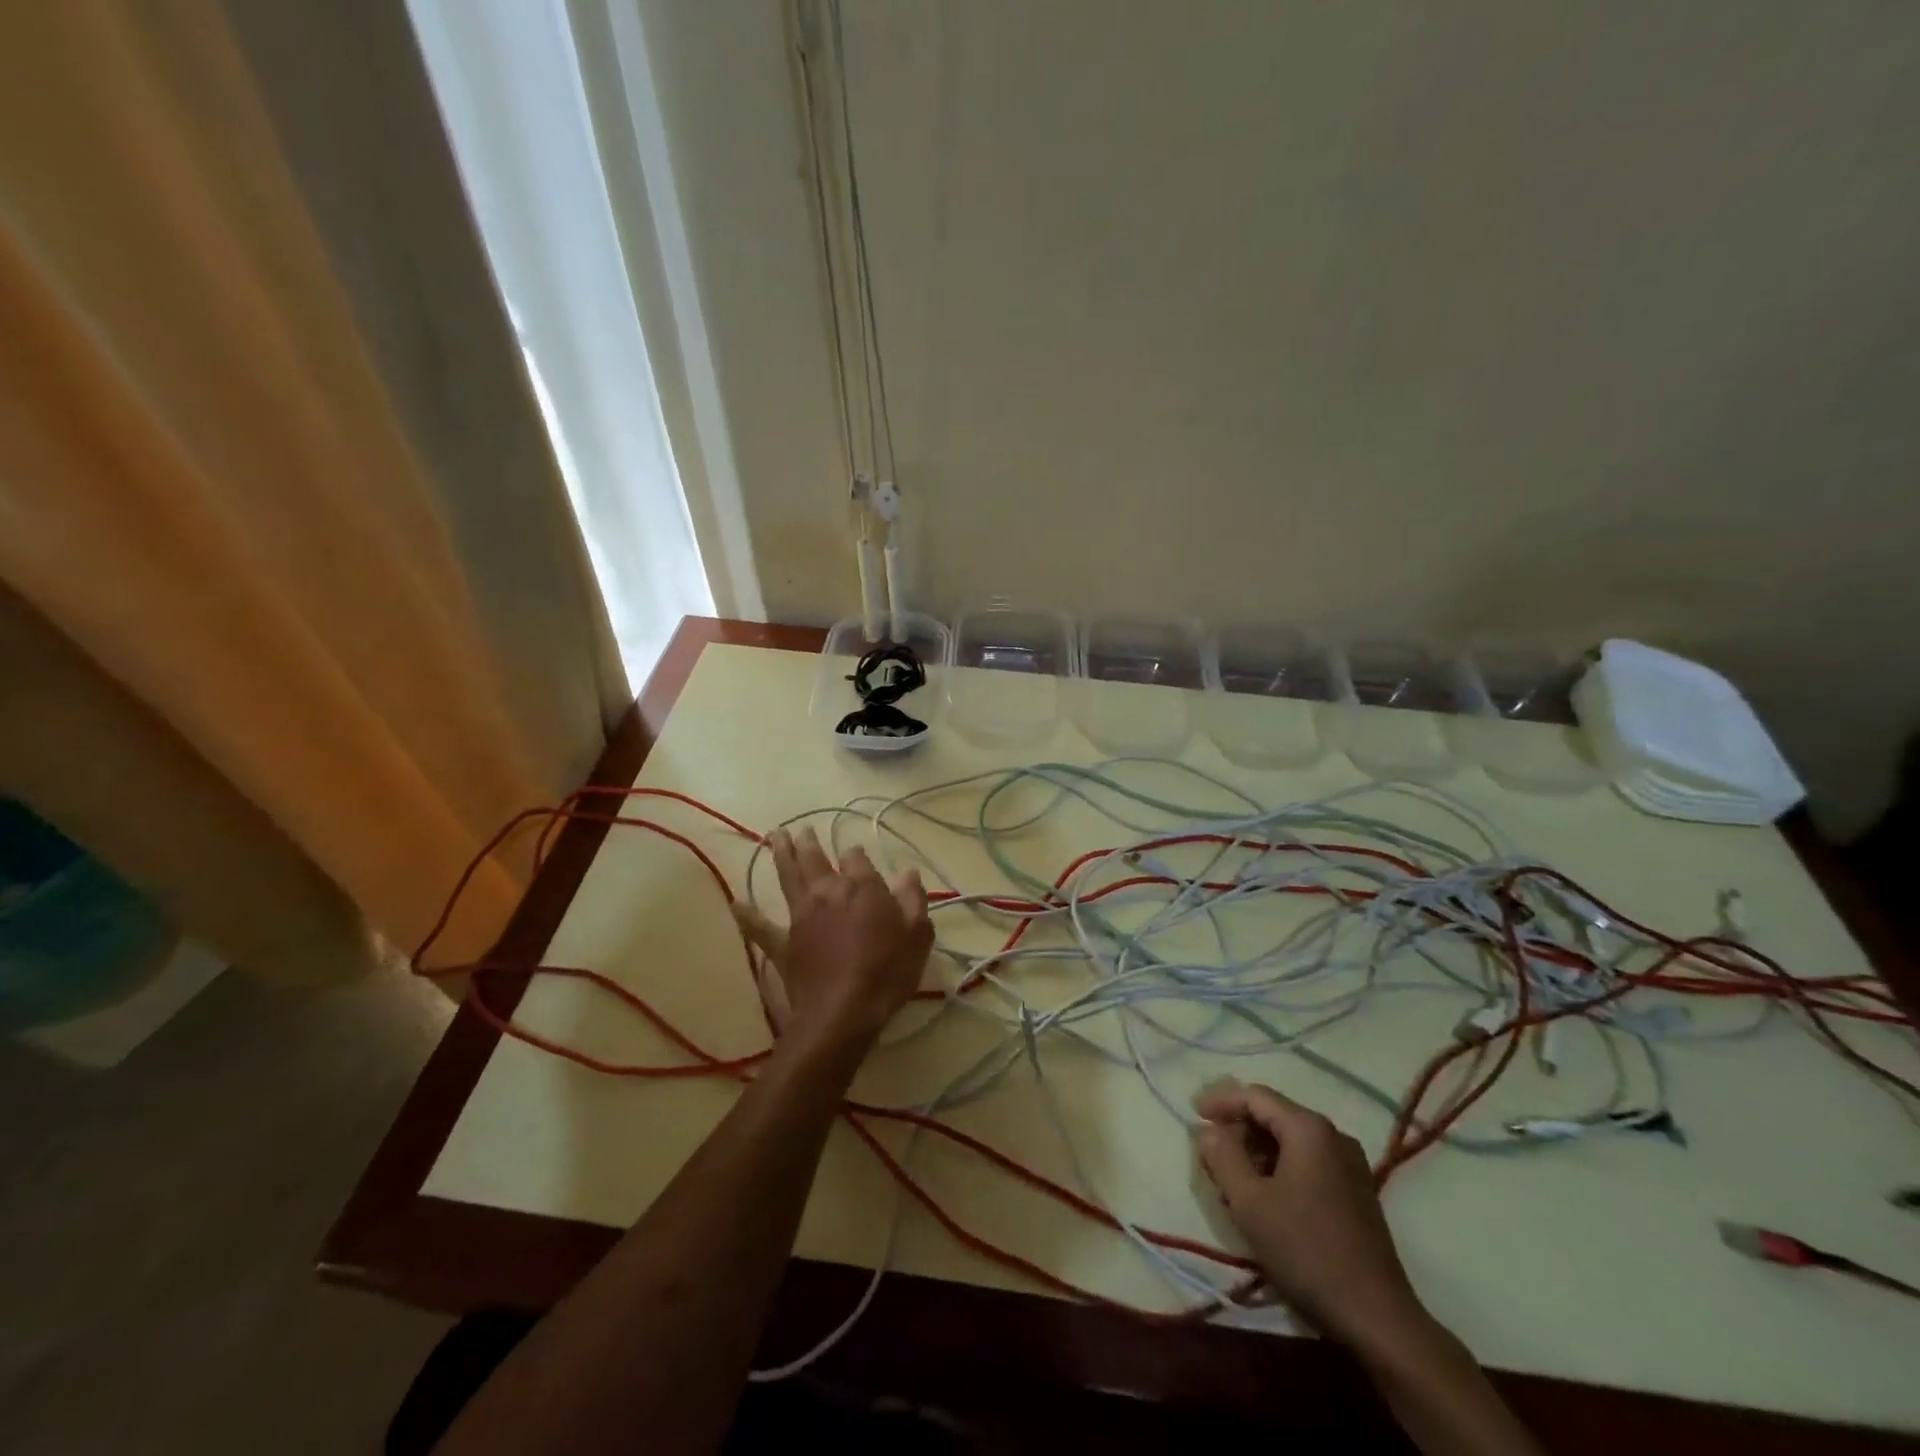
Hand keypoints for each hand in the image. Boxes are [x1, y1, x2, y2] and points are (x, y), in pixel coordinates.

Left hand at [733, 828, 932, 1057]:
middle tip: (802, 829)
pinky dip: (748, 916)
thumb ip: (912, 899)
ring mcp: (801, 916)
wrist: (843, 1013)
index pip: (856, 858)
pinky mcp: (784, 944)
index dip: (856, 856)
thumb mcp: (917, 935)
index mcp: (861, 887)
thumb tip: (907, 872)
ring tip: (774, 836)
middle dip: (809, 842)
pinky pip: (761, 928)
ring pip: (788, 878)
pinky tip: (735, 905)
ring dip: (781, 855)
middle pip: (815, 859)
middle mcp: (827, 892)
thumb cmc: (887, 972)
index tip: (857, 857)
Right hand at [1195, 1080, 1429, 1357]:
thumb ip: (1223, 1157)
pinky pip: (1308, 1163)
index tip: (1194, 1115)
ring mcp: (1350, 1164)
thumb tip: (1210, 1132)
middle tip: (1211, 1155)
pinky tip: (1265, 1197)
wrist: (1376, 1318)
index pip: (1255, 1096)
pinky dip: (1280, 1169)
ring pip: (1290, 1142)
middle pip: (1274, 1116)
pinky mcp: (1356, 1192)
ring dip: (1257, 1153)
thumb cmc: (1306, 1250)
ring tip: (1233, 1181)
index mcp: (1308, 1128)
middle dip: (1238, 1131)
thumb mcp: (1249, 1202)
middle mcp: (1333, 1136)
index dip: (1221, 1102)